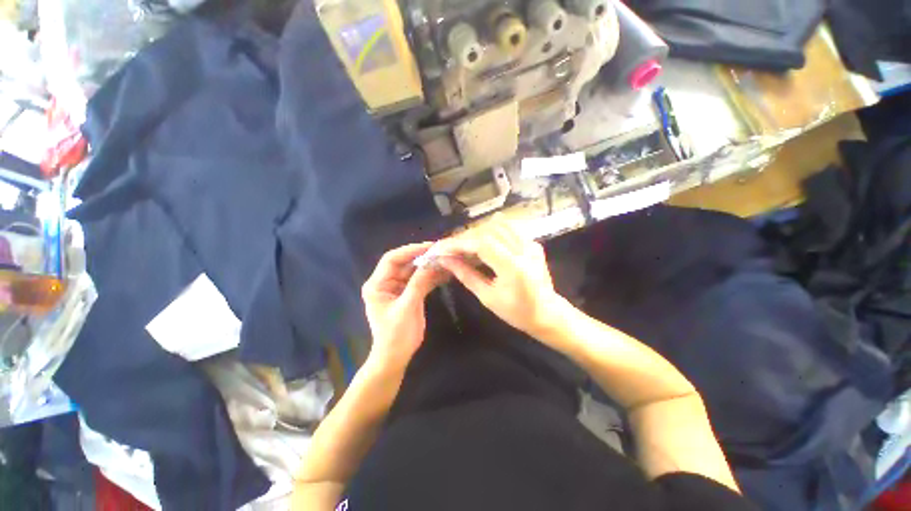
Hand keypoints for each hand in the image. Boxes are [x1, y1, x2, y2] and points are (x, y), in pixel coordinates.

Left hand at [361, 243, 447, 372]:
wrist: (396, 357)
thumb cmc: (396, 335)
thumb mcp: (407, 307)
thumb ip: (419, 283)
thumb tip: (433, 263)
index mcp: (377, 284)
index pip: (392, 259)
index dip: (410, 250)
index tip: (429, 247)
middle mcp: (386, 283)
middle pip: (404, 263)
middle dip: (422, 258)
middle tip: (441, 252)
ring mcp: (398, 288)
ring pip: (414, 271)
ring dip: (429, 267)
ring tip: (446, 260)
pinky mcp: (408, 294)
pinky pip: (420, 281)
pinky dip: (431, 277)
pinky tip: (445, 273)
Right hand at [434, 216, 563, 336]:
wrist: (547, 314)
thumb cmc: (516, 313)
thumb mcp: (488, 297)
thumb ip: (466, 275)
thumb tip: (446, 261)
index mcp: (513, 267)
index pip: (481, 244)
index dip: (459, 243)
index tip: (442, 248)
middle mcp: (524, 250)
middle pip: (488, 231)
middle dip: (466, 237)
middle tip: (450, 248)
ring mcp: (531, 244)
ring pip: (499, 225)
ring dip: (478, 232)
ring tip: (465, 244)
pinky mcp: (533, 243)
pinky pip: (510, 228)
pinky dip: (492, 230)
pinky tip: (483, 240)